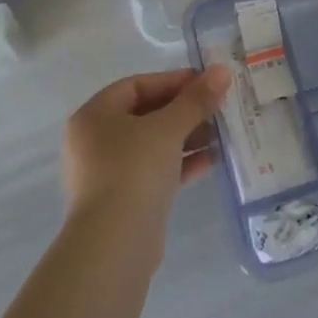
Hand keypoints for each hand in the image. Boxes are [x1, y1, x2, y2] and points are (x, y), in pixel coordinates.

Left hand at [62, 65, 232, 229]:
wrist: (115, 246)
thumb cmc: (134, 171)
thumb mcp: (168, 128)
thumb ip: (196, 99)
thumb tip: (222, 71)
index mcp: (94, 116)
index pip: (137, 85)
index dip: (173, 81)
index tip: (206, 82)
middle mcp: (95, 141)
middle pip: (146, 114)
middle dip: (184, 111)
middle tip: (217, 108)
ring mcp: (107, 173)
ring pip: (152, 145)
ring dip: (186, 137)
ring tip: (221, 134)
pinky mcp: (123, 201)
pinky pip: (154, 171)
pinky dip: (180, 163)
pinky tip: (211, 161)